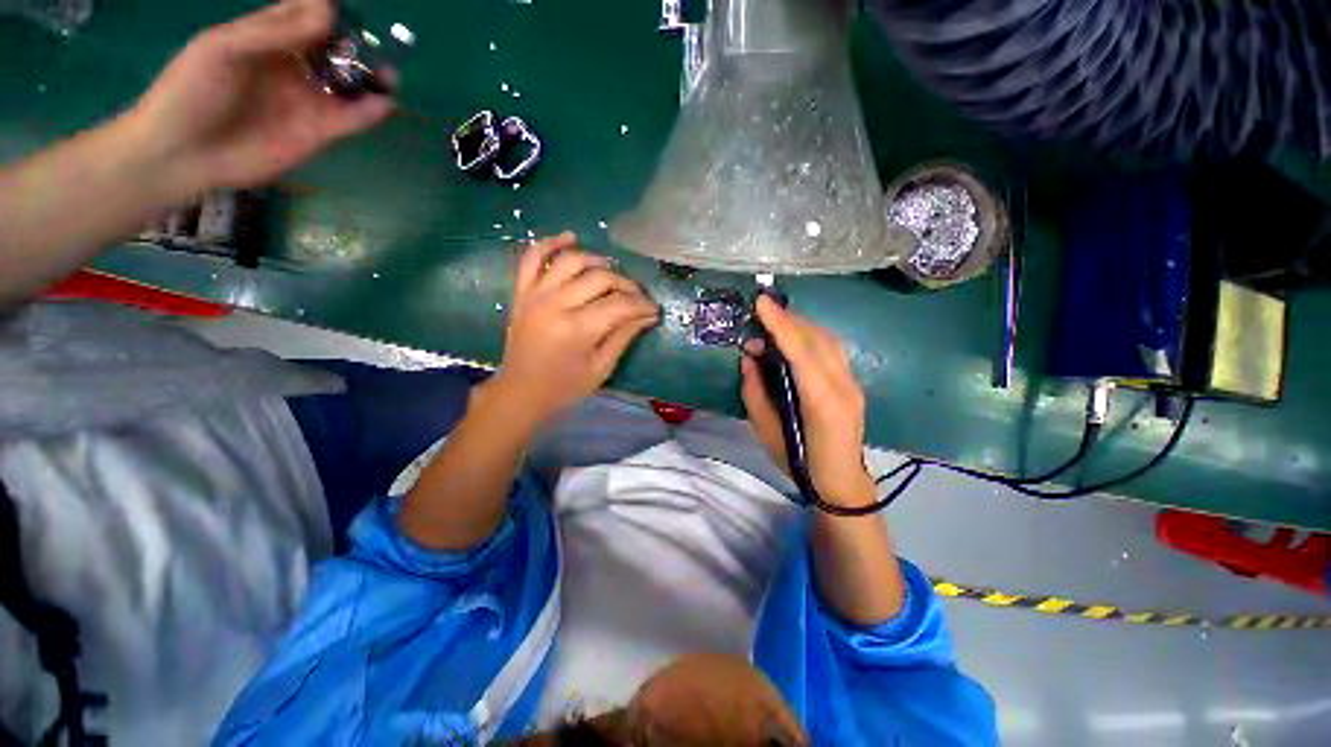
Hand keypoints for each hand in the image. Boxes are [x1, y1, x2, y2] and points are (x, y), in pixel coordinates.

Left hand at [124, 0, 392, 197]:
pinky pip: (352, 118)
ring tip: (390, 75)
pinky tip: (384, 103)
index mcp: (267, 38)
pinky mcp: (319, 131)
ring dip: (372, 77)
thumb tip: (329, 12)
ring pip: (349, 83)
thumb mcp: (223, 48)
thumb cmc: (191, 92)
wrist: (184, 154)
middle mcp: (292, 65)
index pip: (307, 14)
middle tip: (377, 42)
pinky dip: (371, 111)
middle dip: (358, 43)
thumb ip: (274, 30)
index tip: (348, 7)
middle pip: (335, 48)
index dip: (329, 8)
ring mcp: (308, 99)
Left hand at [492, 232, 659, 428]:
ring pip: (571, 261)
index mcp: (577, 329)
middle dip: (627, 285)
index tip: (655, 309)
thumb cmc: (565, 387)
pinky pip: (532, 258)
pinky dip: (550, 243)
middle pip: (600, 278)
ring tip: (612, 271)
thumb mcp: (601, 367)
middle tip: (638, 297)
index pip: (620, 305)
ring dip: (596, 261)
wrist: (520, 392)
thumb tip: (648, 315)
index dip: (642, 304)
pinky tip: (570, 237)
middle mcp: (556, 304)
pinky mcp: (522, 292)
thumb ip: (624, 336)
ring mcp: (535, 295)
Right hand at [741, 296, 875, 505]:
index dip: (780, 324)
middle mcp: (843, 385)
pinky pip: (832, 350)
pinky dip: (811, 337)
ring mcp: (853, 383)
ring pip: (828, 340)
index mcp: (821, 401)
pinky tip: (795, 339)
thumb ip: (754, 393)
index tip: (761, 303)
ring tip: (774, 323)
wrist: (842, 483)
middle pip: (817, 339)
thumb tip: (749, 360)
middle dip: (787, 320)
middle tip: (760, 314)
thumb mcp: (766, 431)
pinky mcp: (853, 384)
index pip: (800, 351)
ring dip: (800, 325)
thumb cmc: (800, 463)